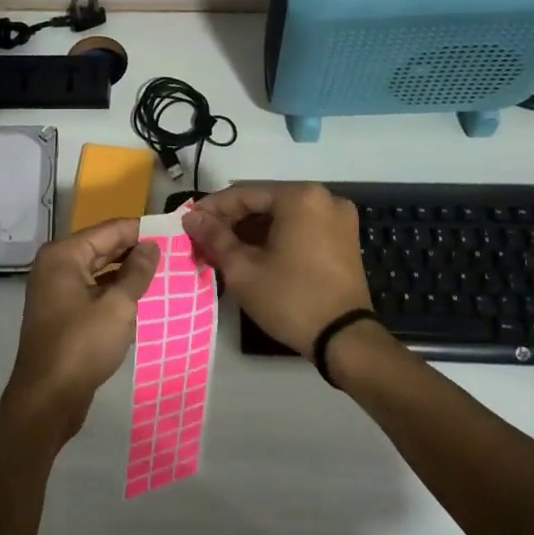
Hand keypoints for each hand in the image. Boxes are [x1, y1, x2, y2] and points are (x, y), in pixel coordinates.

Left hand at [5, 218, 158, 436]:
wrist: (47, 398)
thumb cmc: (82, 345)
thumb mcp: (117, 306)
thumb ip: (137, 272)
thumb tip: (152, 246)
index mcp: (64, 255)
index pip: (109, 229)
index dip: (142, 229)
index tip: (173, 231)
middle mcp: (56, 266)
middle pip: (103, 247)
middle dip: (136, 250)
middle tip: (174, 252)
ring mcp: (57, 290)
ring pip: (99, 271)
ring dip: (128, 273)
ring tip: (166, 273)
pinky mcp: (63, 313)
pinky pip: (94, 291)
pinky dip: (116, 292)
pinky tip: (143, 298)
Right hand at [182, 183, 372, 354]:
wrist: (345, 341)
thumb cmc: (290, 299)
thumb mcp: (243, 268)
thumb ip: (214, 237)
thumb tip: (191, 218)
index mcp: (300, 197)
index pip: (243, 194)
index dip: (211, 209)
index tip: (188, 223)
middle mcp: (324, 198)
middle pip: (264, 202)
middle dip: (232, 221)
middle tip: (203, 240)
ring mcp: (338, 218)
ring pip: (282, 215)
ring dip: (252, 230)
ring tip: (223, 250)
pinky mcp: (344, 238)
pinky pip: (300, 227)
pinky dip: (275, 237)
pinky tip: (253, 254)